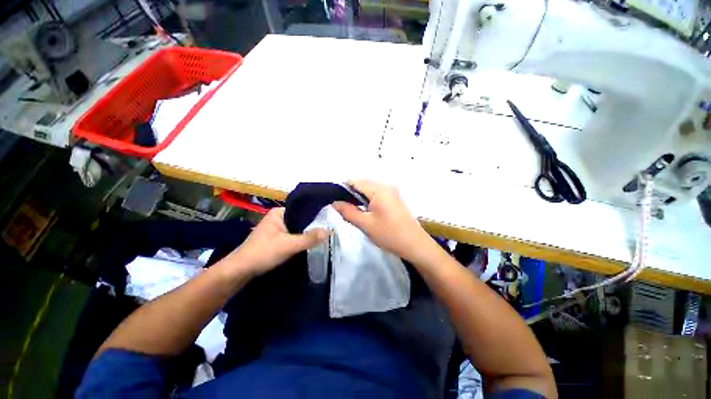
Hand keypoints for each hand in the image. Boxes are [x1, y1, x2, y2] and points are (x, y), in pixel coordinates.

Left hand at [228, 208, 327, 275]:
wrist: (240, 271)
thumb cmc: (263, 253)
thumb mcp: (289, 245)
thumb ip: (309, 238)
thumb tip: (330, 230)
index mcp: (279, 212)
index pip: (303, 209)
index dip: (317, 214)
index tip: (331, 219)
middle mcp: (278, 217)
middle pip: (301, 219)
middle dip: (314, 225)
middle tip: (331, 228)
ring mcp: (277, 228)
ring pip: (297, 228)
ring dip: (308, 233)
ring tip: (325, 234)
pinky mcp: (276, 239)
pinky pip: (293, 235)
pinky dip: (301, 239)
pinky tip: (312, 242)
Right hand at [332, 180, 432, 261]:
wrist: (414, 244)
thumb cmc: (389, 234)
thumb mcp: (365, 224)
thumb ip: (348, 211)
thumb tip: (334, 203)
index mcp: (379, 189)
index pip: (354, 182)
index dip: (342, 190)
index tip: (335, 202)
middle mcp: (385, 185)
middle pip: (362, 184)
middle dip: (350, 194)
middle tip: (343, 209)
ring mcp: (391, 191)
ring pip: (368, 189)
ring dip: (359, 198)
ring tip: (353, 211)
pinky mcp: (394, 197)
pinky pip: (376, 194)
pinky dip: (367, 200)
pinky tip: (365, 211)